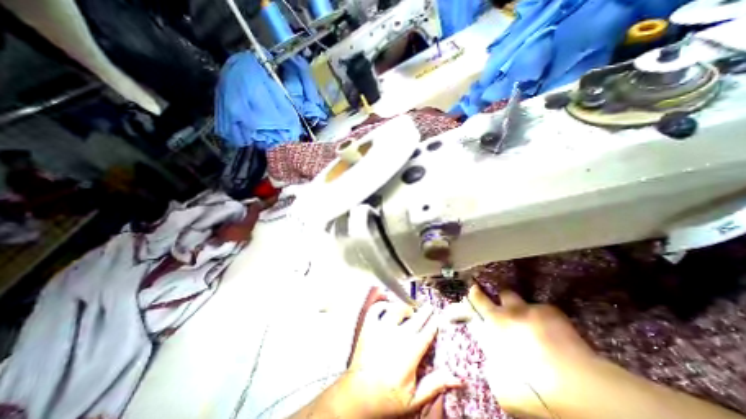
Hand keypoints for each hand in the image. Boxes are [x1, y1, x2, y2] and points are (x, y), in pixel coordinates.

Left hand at [340, 301, 460, 418]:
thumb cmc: (388, 399)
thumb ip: (435, 385)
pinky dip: (382, 305)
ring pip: (397, 308)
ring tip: (409, 310)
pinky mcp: (368, 326)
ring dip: (405, 307)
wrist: (358, 396)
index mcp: (411, 351)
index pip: (428, 331)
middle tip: (429, 307)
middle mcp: (398, 334)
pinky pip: (376, 309)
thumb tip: (458, 378)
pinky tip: (387, 307)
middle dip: (425, 311)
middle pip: (416, 317)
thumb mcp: (415, 399)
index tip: (439, 316)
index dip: (435, 322)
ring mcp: (381, 328)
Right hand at [464, 285, 597, 418]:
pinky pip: (540, 308)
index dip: (472, 296)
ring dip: (514, 305)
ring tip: (521, 317)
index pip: (476, 302)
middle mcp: (507, 312)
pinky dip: (540, 316)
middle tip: (488, 296)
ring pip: (514, 296)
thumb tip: (491, 363)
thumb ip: (493, 368)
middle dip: (488, 293)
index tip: (471, 292)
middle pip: (494, 294)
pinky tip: (550, 331)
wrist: (577, 388)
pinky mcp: (550, 312)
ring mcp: (529, 309)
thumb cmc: (533, 388)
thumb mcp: (503, 387)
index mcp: (494, 325)